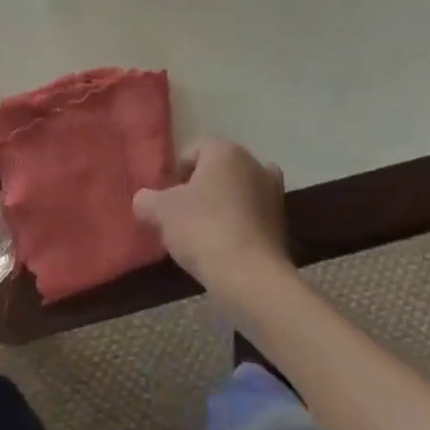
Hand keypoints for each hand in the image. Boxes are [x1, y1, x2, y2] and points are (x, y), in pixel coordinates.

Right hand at [133, 139, 288, 292]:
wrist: (252, 279)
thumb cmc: (203, 230)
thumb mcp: (160, 212)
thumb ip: (146, 200)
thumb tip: (144, 201)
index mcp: (224, 149)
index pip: (190, 152)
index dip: (174, 177)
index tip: (167, 203)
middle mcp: (253, 162)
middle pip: (215, 172)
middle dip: (199, 190)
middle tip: (182, 218)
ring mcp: (274, 193)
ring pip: (236, 193)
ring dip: (221, 208)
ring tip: (203, 237)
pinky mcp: (284, 224)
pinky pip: (252, 217)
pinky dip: (239, 226)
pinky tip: (225, 249)